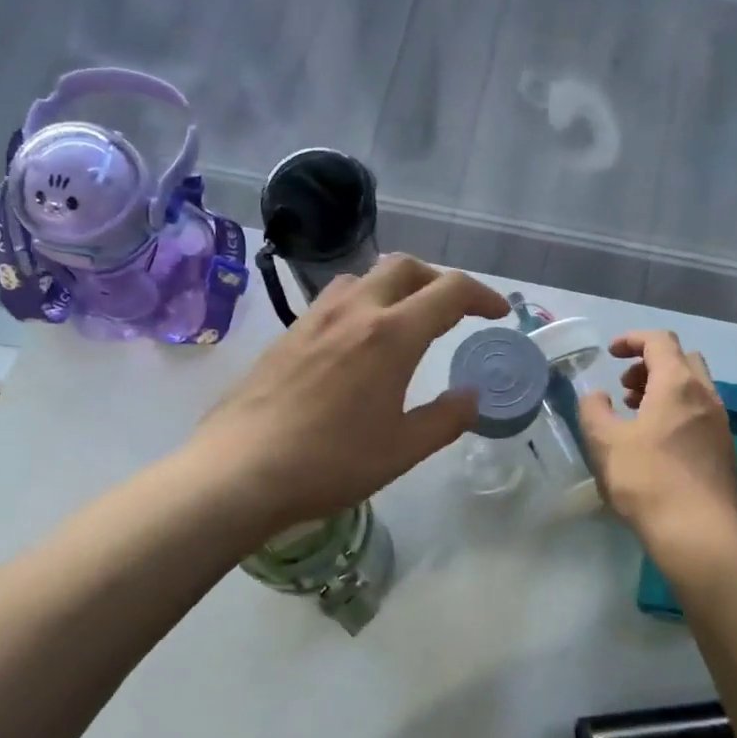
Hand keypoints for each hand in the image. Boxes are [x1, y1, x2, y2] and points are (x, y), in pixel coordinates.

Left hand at [191, 256, 508, 531]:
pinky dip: (361, 303)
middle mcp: (354, 312)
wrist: (239, 470)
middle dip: (437, 280)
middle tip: (452, 311)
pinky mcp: (287, 334)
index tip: (497, 314)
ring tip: (404, 320)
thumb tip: (472, 397)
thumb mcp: (401, 450)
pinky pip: (334, 299)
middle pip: (404, 267)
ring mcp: (314, 319)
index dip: (481, 297)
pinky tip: (356, 343)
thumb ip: (445, 419)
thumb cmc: (330, 463)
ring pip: (364, 277)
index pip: (449, 292)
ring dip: (395, 286)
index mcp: (391, 335)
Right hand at [579, 331, 736, 552]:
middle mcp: (706, 395)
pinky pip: (700, 412)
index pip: (659, 341)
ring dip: (664, 388)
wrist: (696, 531)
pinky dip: (677, 410)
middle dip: (651, 364)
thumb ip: (594, 410)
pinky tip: (657, 441)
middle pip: (682, 359)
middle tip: (625, 386)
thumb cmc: (646, 480)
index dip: (632, 340)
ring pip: (694, 387)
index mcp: (677, 385)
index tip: (611, 354)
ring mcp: (720, 423)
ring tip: (636, 414)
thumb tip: (597, 397)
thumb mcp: (605, 442)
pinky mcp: (724, 448)